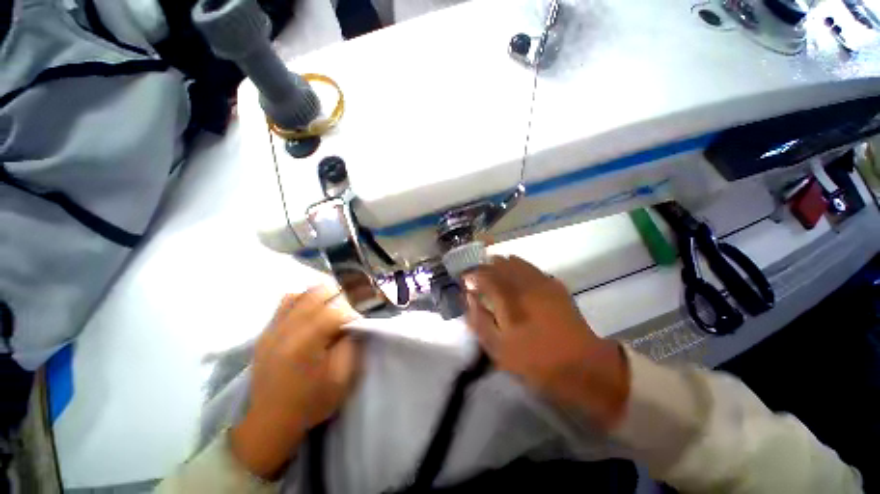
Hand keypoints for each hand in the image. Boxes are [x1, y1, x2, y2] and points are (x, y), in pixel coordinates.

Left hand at [230, 286, 360, 479]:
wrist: (270, 421)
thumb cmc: (311, 401)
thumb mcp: (342, 378)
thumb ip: (351, 345)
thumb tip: (352, 324)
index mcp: (307, 342)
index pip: (336, 310)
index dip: (352, 313)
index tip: (357, 323)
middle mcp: (288, 329)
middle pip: (318, 293)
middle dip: (339, 298)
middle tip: (346, 312)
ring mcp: (274, 328)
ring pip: (302, 293)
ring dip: (321, 296)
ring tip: (330, 309)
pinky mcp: (266, 331)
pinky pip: (286, 302)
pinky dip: (303, 299)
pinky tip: (310, 312)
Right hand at [463, 256, 629, 430]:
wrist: (582, 365)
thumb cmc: (535, 360)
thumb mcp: (498, 348)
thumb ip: (478, 320)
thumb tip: (469, 297)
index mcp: (508, 298)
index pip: (482, 275)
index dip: (471, 275)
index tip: (464, 281)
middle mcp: (523, 283)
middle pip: (498, 263)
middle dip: (484, 267)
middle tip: (477, 277)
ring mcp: (541, 281)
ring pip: (514, 261)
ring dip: (500, 265)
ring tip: (493, 274)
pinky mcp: (554, 285)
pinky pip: (530, 267)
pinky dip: (517, 267)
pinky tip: (515, 277)